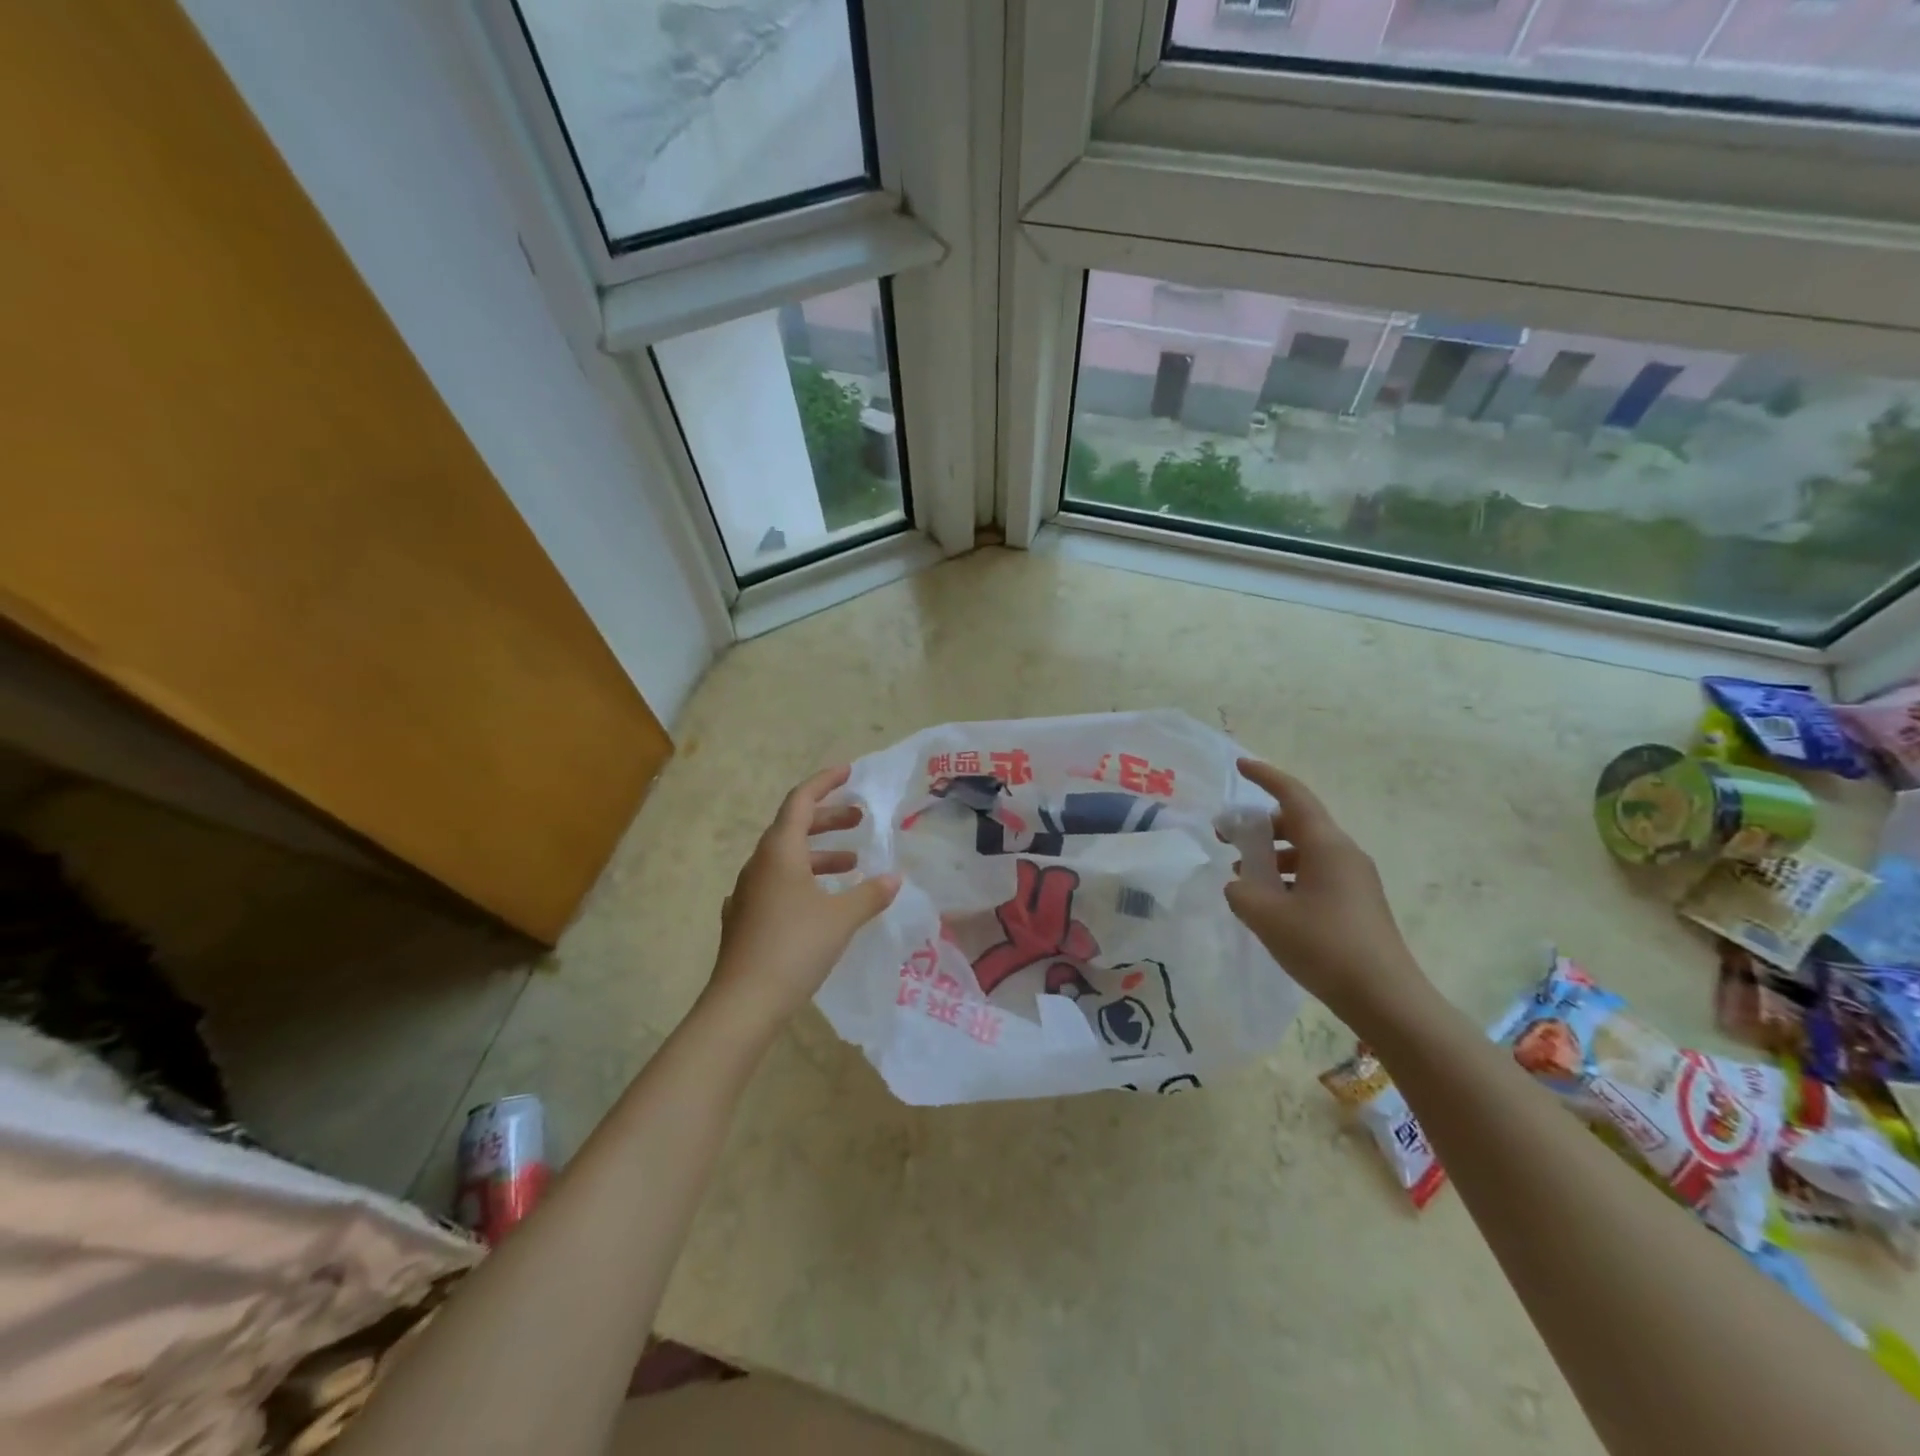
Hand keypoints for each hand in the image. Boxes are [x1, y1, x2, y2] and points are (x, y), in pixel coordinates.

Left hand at [707, 766, 899, 1031]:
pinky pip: (777, 883)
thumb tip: (894, 878)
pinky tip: (819, 900)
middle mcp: (759, 864)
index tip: (849, 773)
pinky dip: (803, 880)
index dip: (825, 782)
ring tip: (852, 864)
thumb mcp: (841, 918)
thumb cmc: (795, 947)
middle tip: (860, 820)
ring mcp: (747, 891)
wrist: (744, 1003)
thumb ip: (870, 894)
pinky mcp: (744, 917)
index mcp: (780, 851)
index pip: (800, 801)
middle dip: (829, 819)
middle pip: (793, 827)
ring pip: (786, 858)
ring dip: (820, 854)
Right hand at [1223, 758, 1430, 1028]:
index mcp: (1326, 846)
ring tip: (1241, 873)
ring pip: (1306, 850)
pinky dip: (1288, 876)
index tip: (1240, 766)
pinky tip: (1269, 903)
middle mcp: (1344, 854)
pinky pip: (1316, 873)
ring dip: (1272, 854)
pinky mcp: (1357, 903)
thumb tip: (1239, 884)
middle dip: (1260, 824)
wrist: (1386, 999)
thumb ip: (1241, 892)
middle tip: (1226, 835)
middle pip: (1297, 822)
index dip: (1266, 776)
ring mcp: (1354, 879)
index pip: (1293, 795)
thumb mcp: (1268, 917)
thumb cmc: (1325, 947)